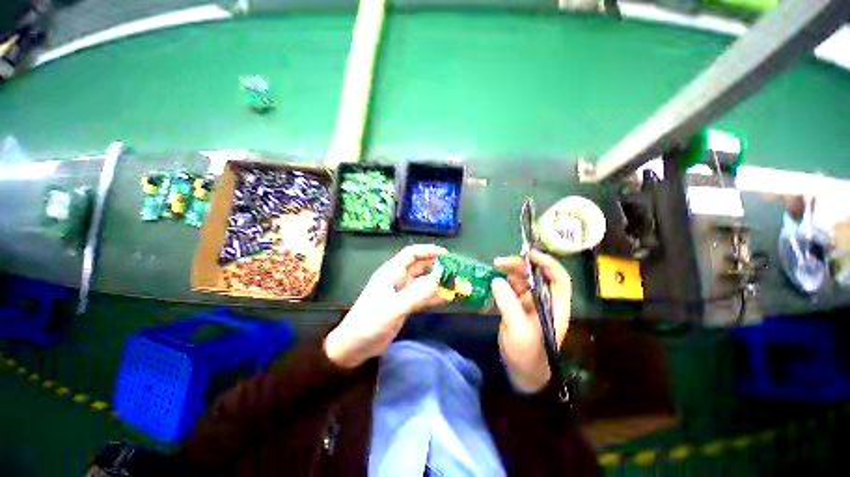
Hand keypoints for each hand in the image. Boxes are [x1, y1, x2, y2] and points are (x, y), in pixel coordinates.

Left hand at [324, 244, 447, 368]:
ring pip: (422, 282)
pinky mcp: (404, 305)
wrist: (354, 346)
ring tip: (455, 284)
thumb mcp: (395, 307)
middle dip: (436, 266)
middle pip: (419, 266)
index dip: (428, 250)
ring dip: (437, 282)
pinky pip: (421, 296)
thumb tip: (441, 278)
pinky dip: (433, 296)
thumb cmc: (370, 322)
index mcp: (391, 272)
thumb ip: (418, 293)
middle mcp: (397, 279)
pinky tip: (446, 298)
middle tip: (456, 270)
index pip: (412, 254)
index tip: (447, 255)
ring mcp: (401, 293)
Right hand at [492, 249, 571, 392]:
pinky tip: (494, 280)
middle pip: (536, 276)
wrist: (521, 372)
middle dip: (520, 266)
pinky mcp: (518, 307)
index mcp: (555, 306)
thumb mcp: (518, 329)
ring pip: (523, 280)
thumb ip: (508, 303)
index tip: (529, 254)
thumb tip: (497, 280)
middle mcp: (545, 301)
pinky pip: (512, 289)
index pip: (558, 279)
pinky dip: (504, 283)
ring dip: (510, 272)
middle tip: (499, 262)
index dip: (547, 263)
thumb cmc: (527, 353)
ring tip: (495, 268)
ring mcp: (531, 304)